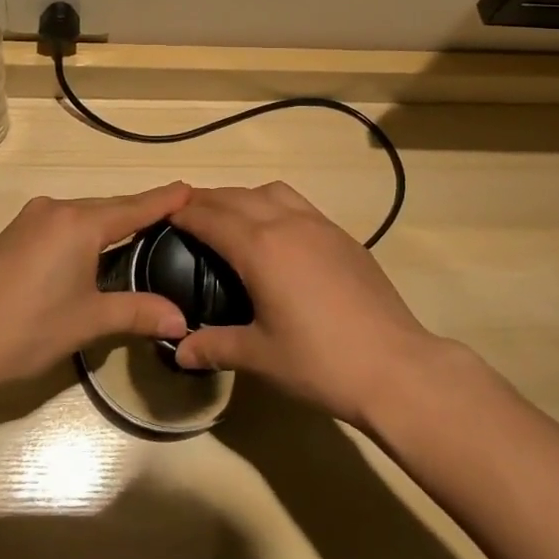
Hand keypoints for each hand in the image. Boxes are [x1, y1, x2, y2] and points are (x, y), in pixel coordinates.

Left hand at [0, 184, 192, 453]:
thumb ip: (137, 313)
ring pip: (85, 213)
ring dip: (112, 221)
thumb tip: (182, 321)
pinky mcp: (16, 231)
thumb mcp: (89, 321)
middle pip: (109, 208)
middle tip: (175, 212)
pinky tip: (95, 245)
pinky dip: (87, 229)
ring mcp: (32, 217)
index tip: (191, 187)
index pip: (134, 208)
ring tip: (142, 229)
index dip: (163, 199)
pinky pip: (64, 221)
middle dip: (141, 211)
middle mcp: (58, 209)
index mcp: (80, 223)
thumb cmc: (28, 328)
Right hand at [171, 182, 443, 426]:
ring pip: (271, 192)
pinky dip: (274, 205)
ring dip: (243, 197)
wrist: (395, 366)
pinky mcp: (342, 235)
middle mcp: (286, 223)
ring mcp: (319, 225)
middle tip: (187, 214)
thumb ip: (215, 347)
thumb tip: (179, 351)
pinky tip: (277, 234)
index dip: (183, 213)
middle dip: (207, 201)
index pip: (210, 217)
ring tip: (231, 219)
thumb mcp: (260, 357)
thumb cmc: (320, 362)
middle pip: (236, 197)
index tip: (163, 213)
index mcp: (259, 248)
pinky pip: (298, 204)